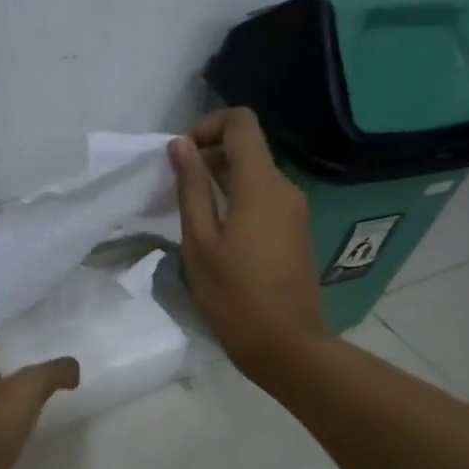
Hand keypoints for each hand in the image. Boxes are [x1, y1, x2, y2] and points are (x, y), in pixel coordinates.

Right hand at [170, 108, 327, 378]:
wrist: (287, 345)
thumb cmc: (235, 296)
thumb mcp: (200, 242)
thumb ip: (191, 188)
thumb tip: (180, 145)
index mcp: (261, 184)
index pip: (241, 122)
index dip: (208, 125)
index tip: (180, 154)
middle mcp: (284, 188)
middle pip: (247, 149)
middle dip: (208, 156)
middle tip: (173, 188)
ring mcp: (294, 211)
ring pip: (254, 176)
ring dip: (220, 182)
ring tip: (188, 213)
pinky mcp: (295, 232)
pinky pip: (263, 200)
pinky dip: (237, 202)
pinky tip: (215, 234)